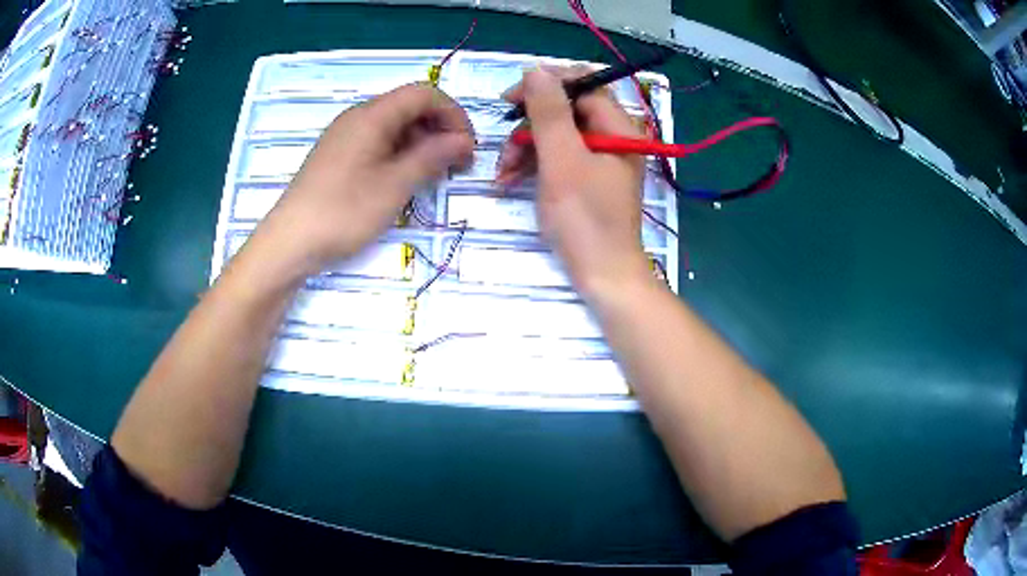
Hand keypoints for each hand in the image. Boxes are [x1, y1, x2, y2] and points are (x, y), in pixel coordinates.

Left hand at [252, 83, 474, 277]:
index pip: (424, 94)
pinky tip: (405, 179)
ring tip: (434, 176)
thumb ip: (432, 157)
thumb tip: (464, 141)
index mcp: (372, 115)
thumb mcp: (395, 185)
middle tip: (457, 164)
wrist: (290, 242)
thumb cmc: (343, 211)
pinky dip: (400, 154)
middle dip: (440, 129)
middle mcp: (358, 117)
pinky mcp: (338, 156)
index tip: (468, 148)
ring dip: (421, 143)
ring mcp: (346, 136)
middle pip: (410, 107)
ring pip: (394, 126)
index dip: (453, 114)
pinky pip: (378, 142)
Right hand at [496, 68, 650, 299]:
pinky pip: (558, 156)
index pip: (582, 85)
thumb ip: (549, 113)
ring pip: (556, 134)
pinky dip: (533, 165)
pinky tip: (509, 181)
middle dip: (529, 126)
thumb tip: (536, 70)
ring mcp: (601, 157)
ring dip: (524, 148)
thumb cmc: (585, 219)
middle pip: (565, 109)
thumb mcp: (562, 161)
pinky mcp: (588, 177)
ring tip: (502, 174)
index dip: (544, 86)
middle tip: (503, 146)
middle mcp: (613, 136)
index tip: (509, 100)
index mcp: (618, 127)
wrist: (603, 275)